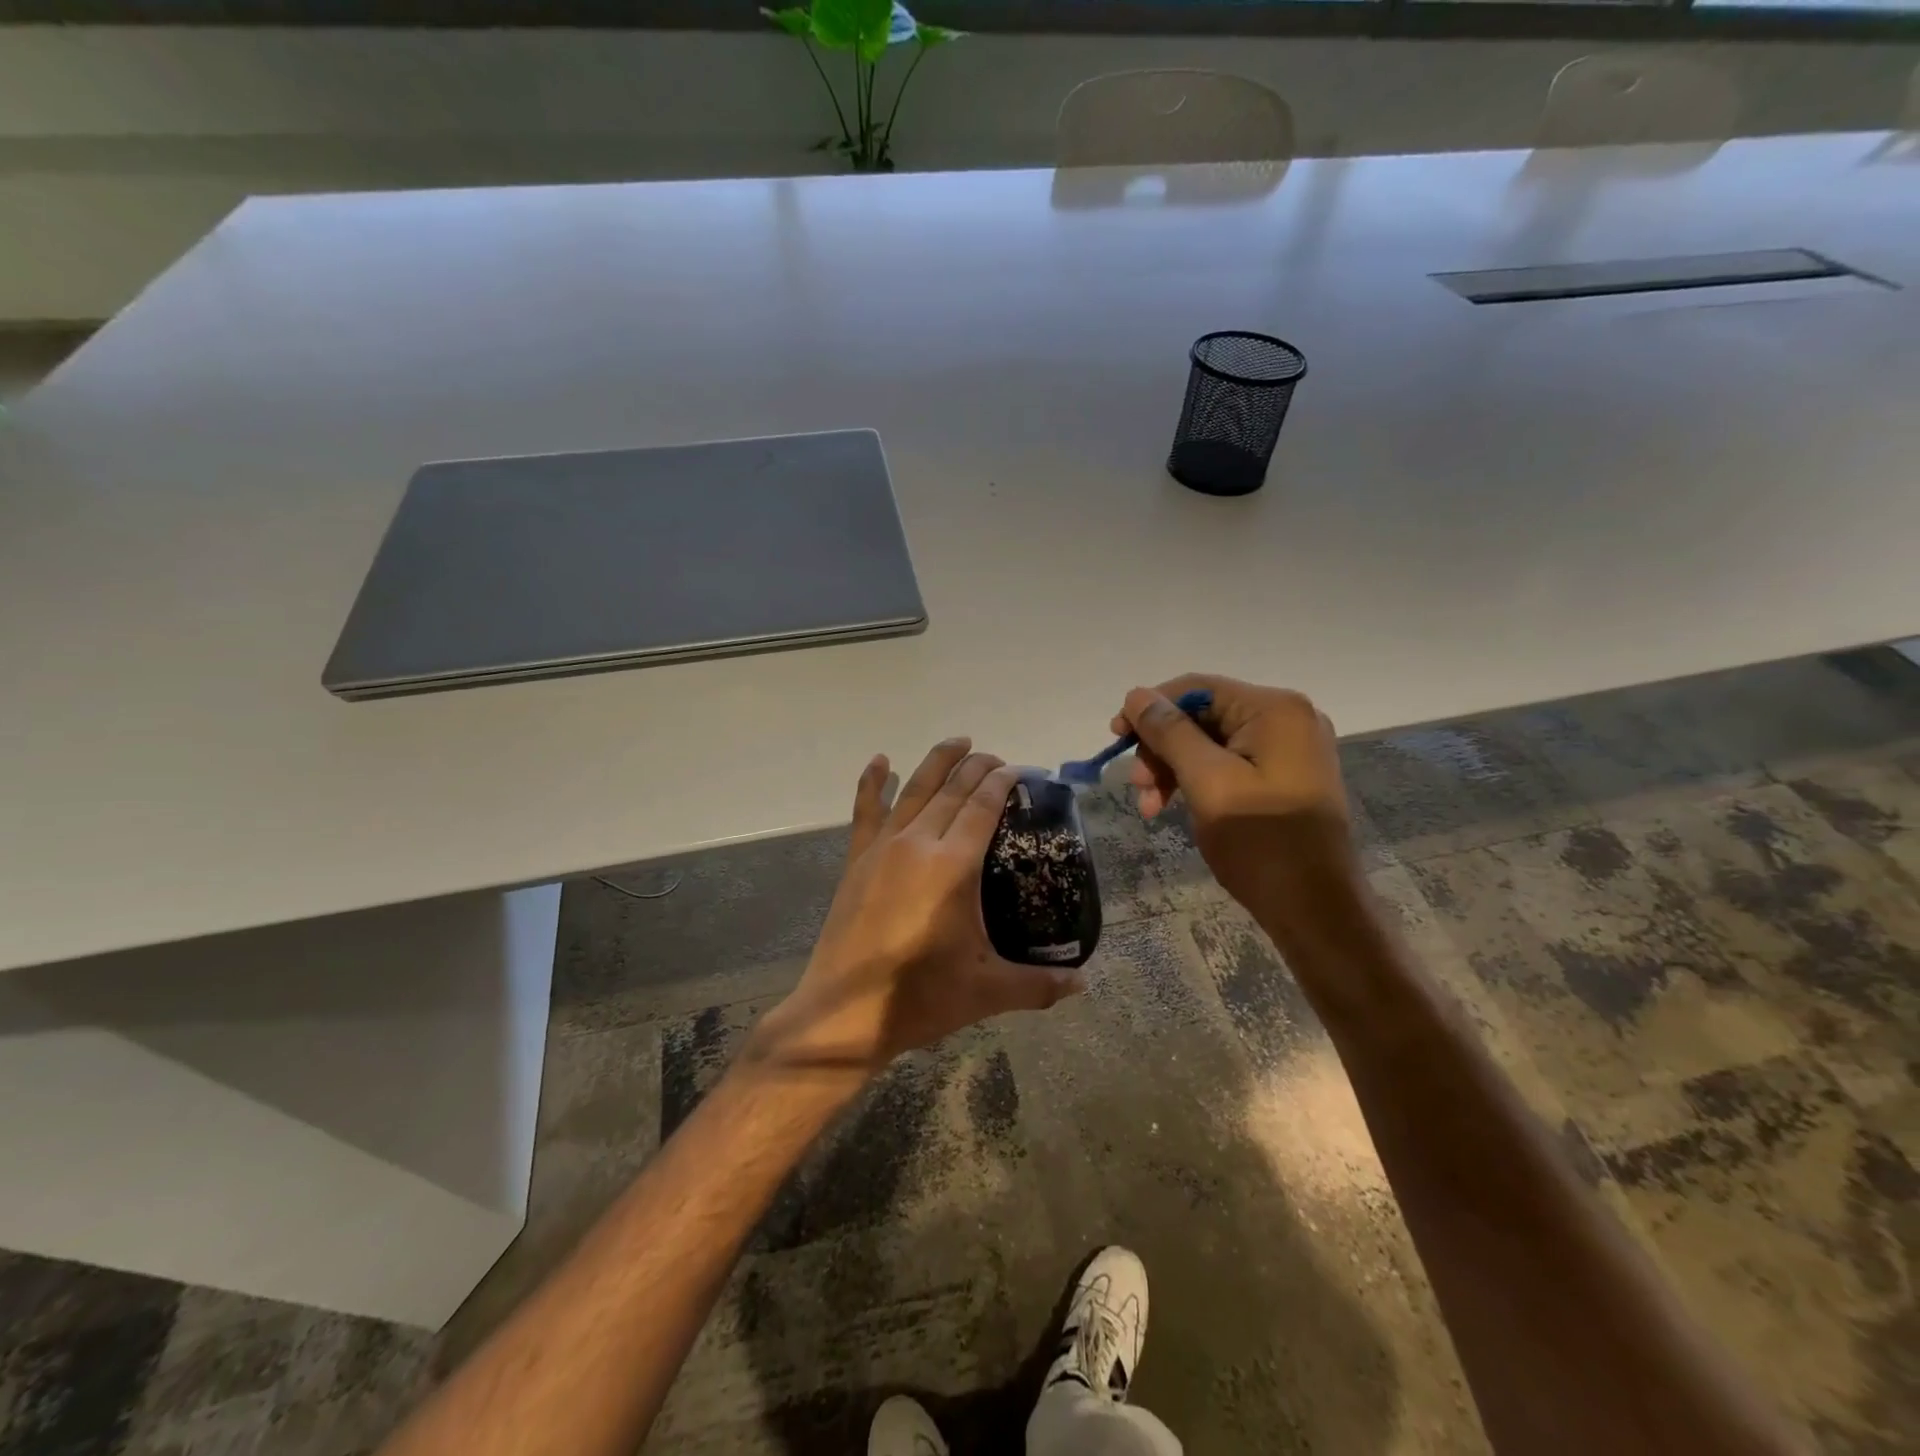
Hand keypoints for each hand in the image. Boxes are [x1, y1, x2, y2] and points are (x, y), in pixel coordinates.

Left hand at [752, 739, 1084, 1077]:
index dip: (1002, 781)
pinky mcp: (857, 860)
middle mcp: (918, 843)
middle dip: (978, 767)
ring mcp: (883, 848)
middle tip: (998, 759)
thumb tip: (1084, 984)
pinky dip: (873, 782)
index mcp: (953, 865)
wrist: (844, 1015)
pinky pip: (866, 810)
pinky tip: (880, 760)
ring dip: (938, 761)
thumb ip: (1040, 985)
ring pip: (914, 789)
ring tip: (958, 741)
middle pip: (952, 790)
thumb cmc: (920, 998)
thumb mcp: (988, 991)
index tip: (1020, 770)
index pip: (983, 806)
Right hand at [1112, 674, 1358, 918]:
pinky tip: (1174, 806)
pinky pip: (1228, 763)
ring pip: (1210, 742)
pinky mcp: (1284, 776)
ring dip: (1173, 768)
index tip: (1115, 738)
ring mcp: (1289, 749)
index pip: (1196, 689)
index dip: (1150, 709)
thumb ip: (1170, 733)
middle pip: (1202, 715)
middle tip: (1136, 786)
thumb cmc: (1261, 843)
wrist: (1316, 911)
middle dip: (1162, 747)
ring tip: (1149, 806)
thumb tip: (1136, 695)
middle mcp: (1287, 718)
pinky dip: (1196, 781)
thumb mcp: (1208, 783)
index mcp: (1275, 710)